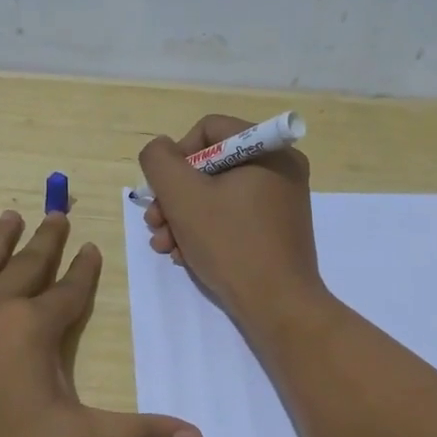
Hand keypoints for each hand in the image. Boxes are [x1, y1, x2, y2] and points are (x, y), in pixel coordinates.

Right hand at [137, 115, 325, 331]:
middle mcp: (280, 169)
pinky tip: (185, 255)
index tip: (162, 191)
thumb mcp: (183, 196)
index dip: (176, 156)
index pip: (209, 130)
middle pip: (210, 166)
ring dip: (183, 218)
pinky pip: (233, 217)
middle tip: (155, 224)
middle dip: (175, 196)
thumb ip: (160, 161)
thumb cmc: (231, 244)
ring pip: (217, 195)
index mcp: (268, 150)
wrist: (278, 306)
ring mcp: (281, 202)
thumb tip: (160, 150)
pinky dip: (205, 232)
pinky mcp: (276, 231)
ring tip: (165, 246)